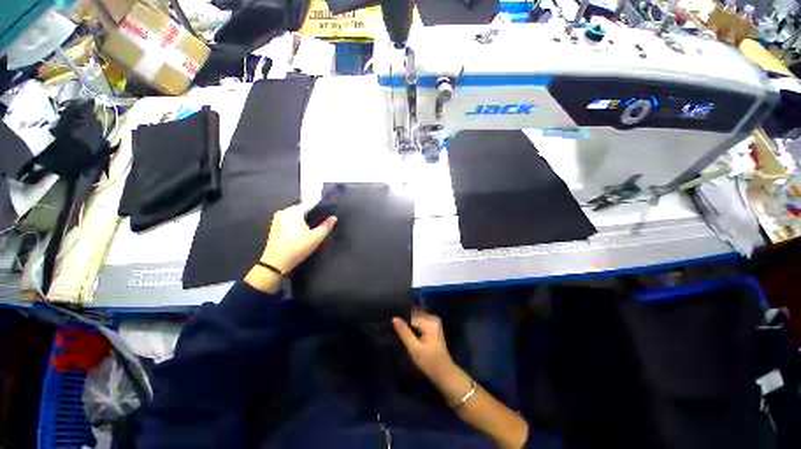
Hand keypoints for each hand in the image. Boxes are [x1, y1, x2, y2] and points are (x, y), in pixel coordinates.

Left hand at [260, 202, 336, 273]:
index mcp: (294, 211)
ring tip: (314, 222)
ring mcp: (278, 218)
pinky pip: (289, 218)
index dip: (320, 205)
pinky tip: (303, 227)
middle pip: (302, 207)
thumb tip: (334, 217)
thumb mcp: (316, 237)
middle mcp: (284, 211)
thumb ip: (326, 226)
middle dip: (312, 211)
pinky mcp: (275, 225)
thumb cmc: (298, 247)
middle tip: (323, 216)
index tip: (329, 208)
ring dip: (304, 216)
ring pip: (295, 213)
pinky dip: (297, 220)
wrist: (276, 262)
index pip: (310, 203)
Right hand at [392, 310, 455, 383]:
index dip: (403, 319)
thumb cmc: (429, 362)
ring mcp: (435, 324)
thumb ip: (404, 332)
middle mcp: (433, 320)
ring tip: (400, 330)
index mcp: (430, 322)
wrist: (444, 374)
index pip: (412, 314)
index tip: (394, 323)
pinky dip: (415, 327)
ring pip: (417, 319)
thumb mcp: (414, 348)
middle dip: (407, 321)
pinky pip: (421, 323)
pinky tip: (409, 333)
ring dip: (410, 324)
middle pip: (415, 315)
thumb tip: (394, 318)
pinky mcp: (434, 330)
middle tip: (396, 327)